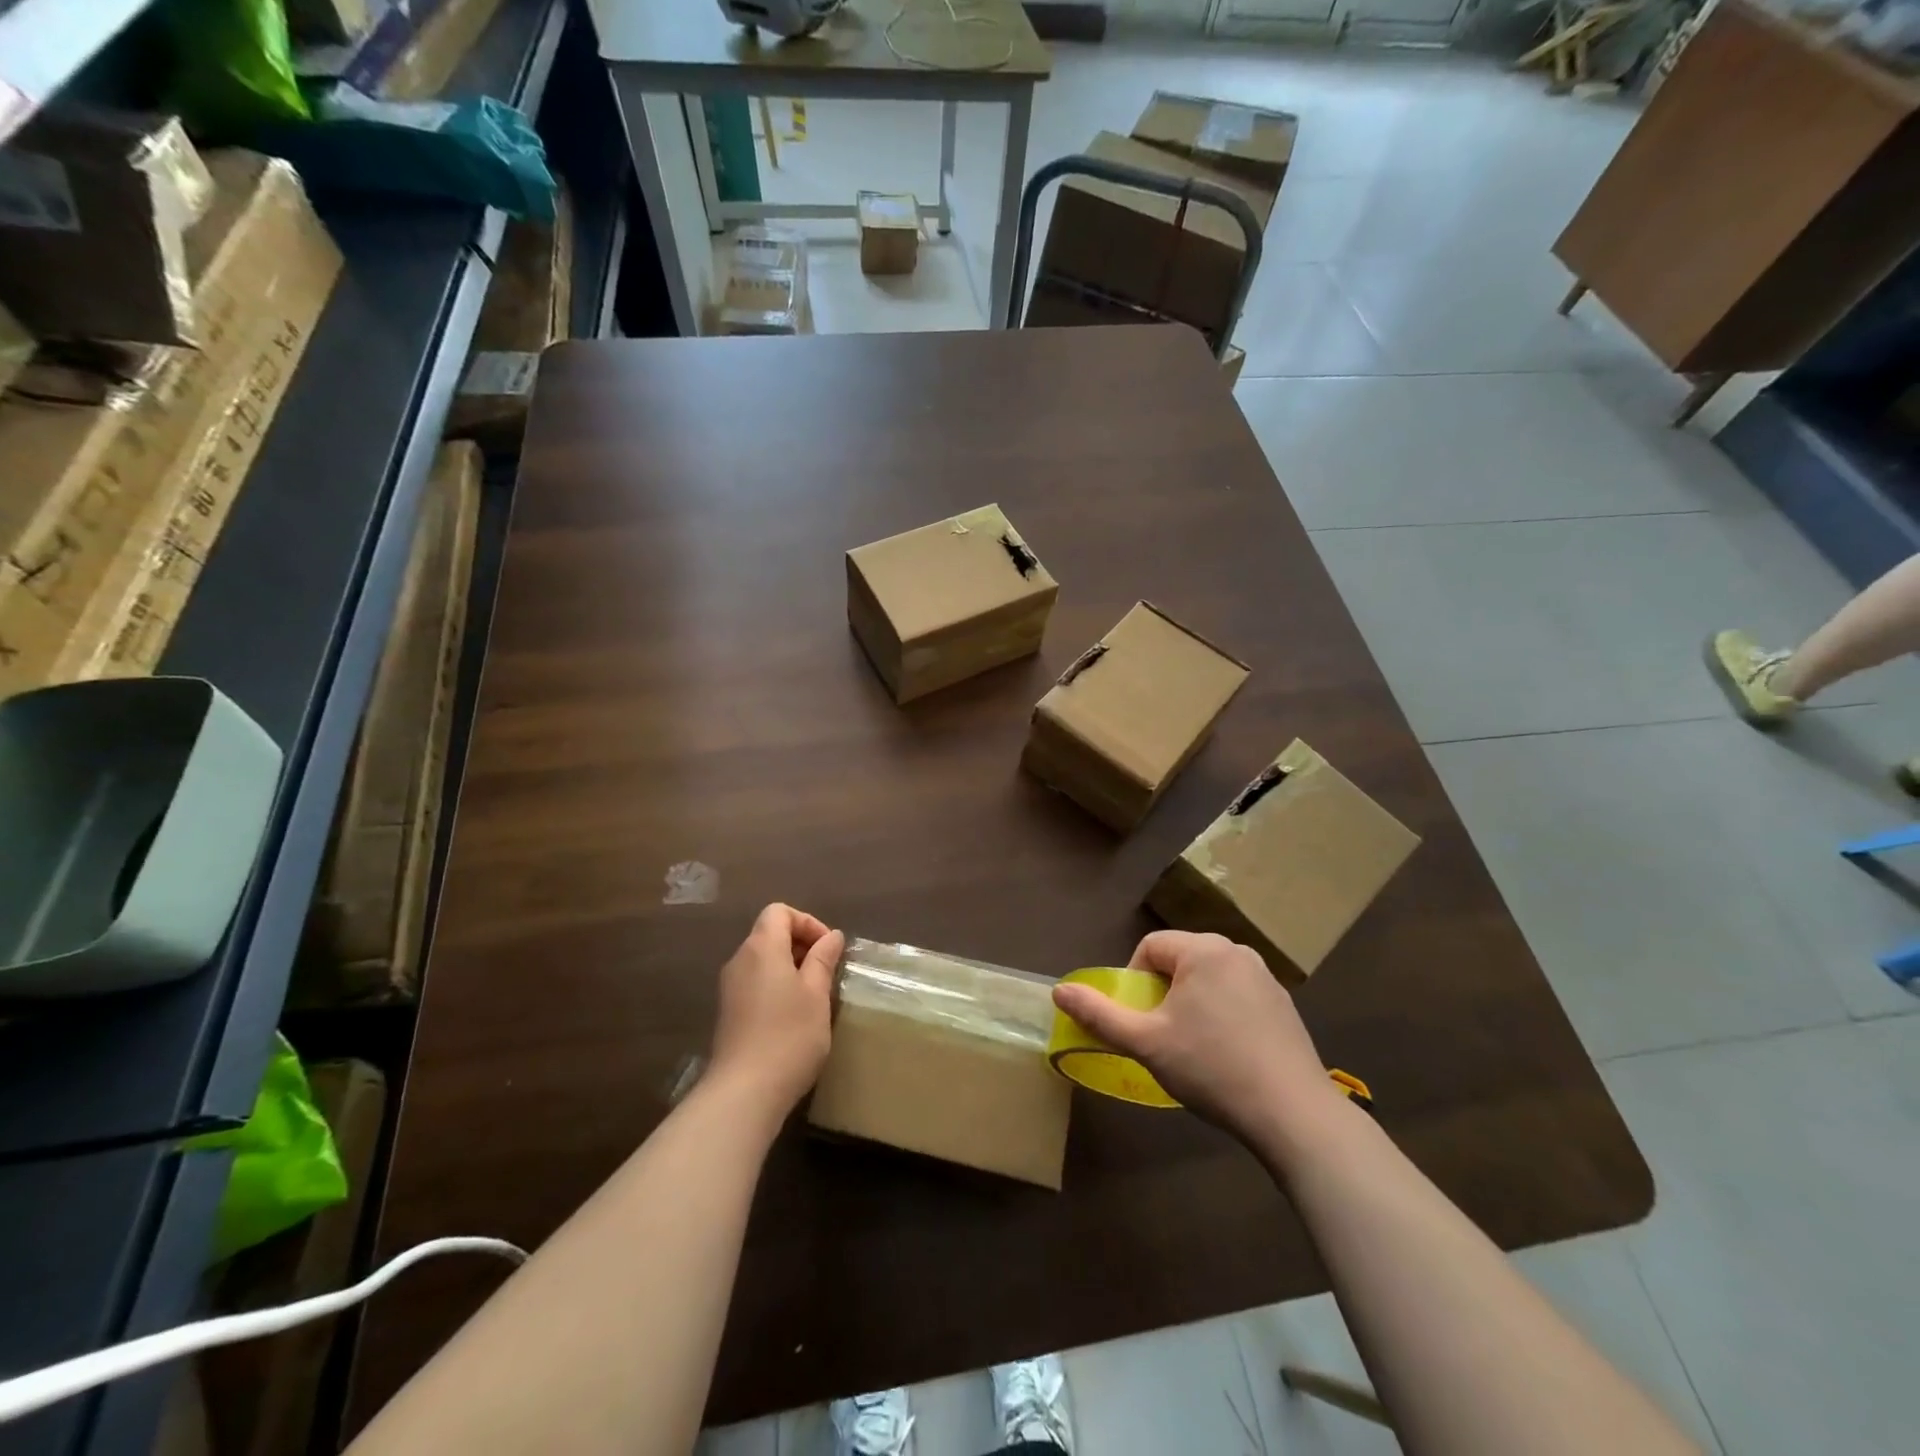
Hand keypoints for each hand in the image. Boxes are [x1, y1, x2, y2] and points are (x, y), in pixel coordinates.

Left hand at [709, 904, 844, 1115]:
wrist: (743, 1093)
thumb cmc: (788, 1035)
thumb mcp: (817, 994)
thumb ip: (823, 959)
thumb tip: (831, 936)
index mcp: (761, 947)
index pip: (780, 912)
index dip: (808, 923)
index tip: (828, 950)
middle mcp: (740, 960)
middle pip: (770, 934)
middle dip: (802, 946)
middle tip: (827, 973)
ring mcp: (730, 988)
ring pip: (764, 961)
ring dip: (791, 969)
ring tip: (815, 996)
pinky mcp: (729, 1012)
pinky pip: (756, 983)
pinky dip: (777, 987)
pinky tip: (794, 1017)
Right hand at [1051, 931, 1345, 1151]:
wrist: (1293, 1114)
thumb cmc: (1211, 1069)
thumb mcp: (1146, 1043)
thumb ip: (1100, 1014)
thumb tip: (1059, 991)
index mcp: (1204, 950)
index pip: (1151, 947)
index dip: (1135, 981)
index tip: (1140, 1021)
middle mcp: (1237, 951)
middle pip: (1181, 960)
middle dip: (1163, 993)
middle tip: (1163, 1036)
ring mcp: (1266, 977)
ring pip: (1209, 978)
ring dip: (1192, 1003)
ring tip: (1194, 1048)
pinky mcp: (1285, 1005)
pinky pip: (1237, 995)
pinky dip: (1222, 1014)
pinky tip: (1228, 1054)